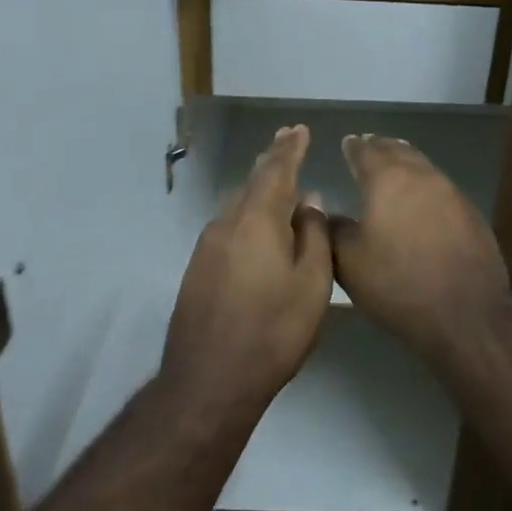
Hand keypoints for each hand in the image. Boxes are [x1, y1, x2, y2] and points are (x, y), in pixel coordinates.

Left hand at [162, 124, 332, 417]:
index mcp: (257, 219)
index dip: (290, 148)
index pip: (276, 170)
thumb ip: (313, 235)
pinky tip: (257, 225)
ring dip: (258, 186)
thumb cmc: (272, 331)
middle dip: (273, 158)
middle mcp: (227, 222)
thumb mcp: (311, 284)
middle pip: (252, 181)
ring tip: (277, 178)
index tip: (300, 129)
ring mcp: (207, 246)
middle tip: (288, 139)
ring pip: (238, 203)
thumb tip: (309, 200)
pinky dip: (247, 212)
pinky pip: (229, 225)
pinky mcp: (198, 268)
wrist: (209, 381)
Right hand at [330, 134, 511, 362]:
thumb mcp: (350, 263)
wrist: (466, 311)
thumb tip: (327, 213)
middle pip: (397, 150)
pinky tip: (422, 195)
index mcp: (386, 179)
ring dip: (405, 159)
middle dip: (380, 146)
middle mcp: (420, 175)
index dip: (354, 146)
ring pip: (422, 164)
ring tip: (394, 160)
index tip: (347, 142)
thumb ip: (333, 231)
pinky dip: (424, 182)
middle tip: (368, 144)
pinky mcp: (469, 211)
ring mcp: (450, 191)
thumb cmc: (399, 283)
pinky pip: (440, 184)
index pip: (365, 152)